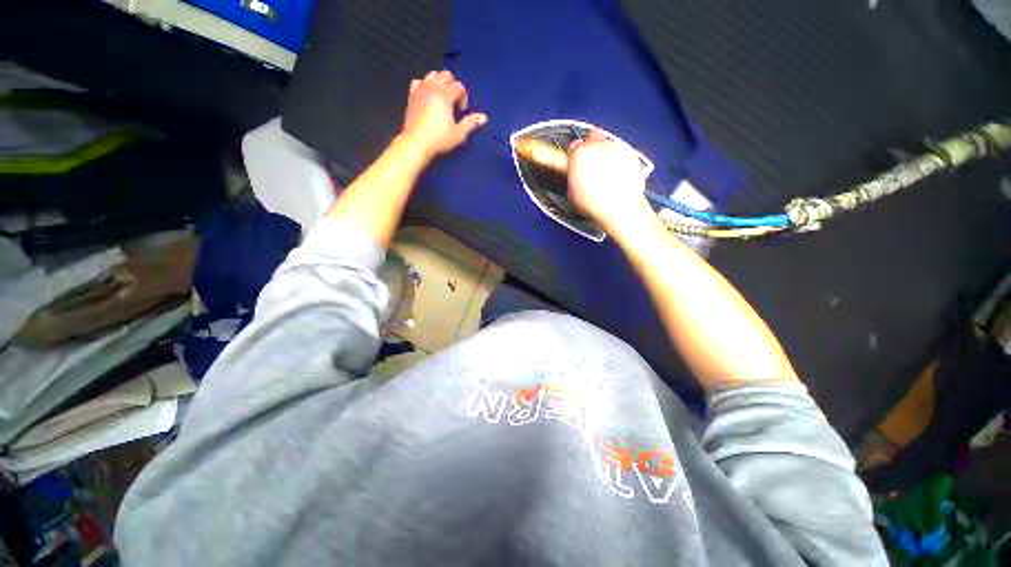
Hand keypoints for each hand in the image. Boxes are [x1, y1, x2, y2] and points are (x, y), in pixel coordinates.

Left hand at [400, 70, 487, 158]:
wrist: (416, 143)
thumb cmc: (439, 139)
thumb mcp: (459, 133)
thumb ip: (471, 123)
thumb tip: (483, 117)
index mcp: (445, 95)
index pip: (459, 86)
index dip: (463, 98)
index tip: (461, 112)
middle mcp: (432, 87)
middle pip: (445, 75)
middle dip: (452, 85)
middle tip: (453, 103)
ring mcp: (420, 90)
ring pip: (432, 75)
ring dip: (439, 83)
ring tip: (441, 99)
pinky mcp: (411, 95)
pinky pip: (418, 82)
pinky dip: (425, 85)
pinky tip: (427, 97)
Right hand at [567, 130, 653, 233]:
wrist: (619, 208)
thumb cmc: (595, 203)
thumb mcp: (572, 193)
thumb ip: (572, 176)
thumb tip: (573, 175)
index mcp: (580, 154)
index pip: (574, 146)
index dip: (575, 155)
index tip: (575, 162)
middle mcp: (599, 146)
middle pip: (594, 137)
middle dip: (592, 148)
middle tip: (590, 163)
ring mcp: (617, 149)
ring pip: (609, 144)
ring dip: (607, 154)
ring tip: (605, 173)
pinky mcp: (632, 156)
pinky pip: (624, 153)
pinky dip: (621, 161)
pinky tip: (618, 176)